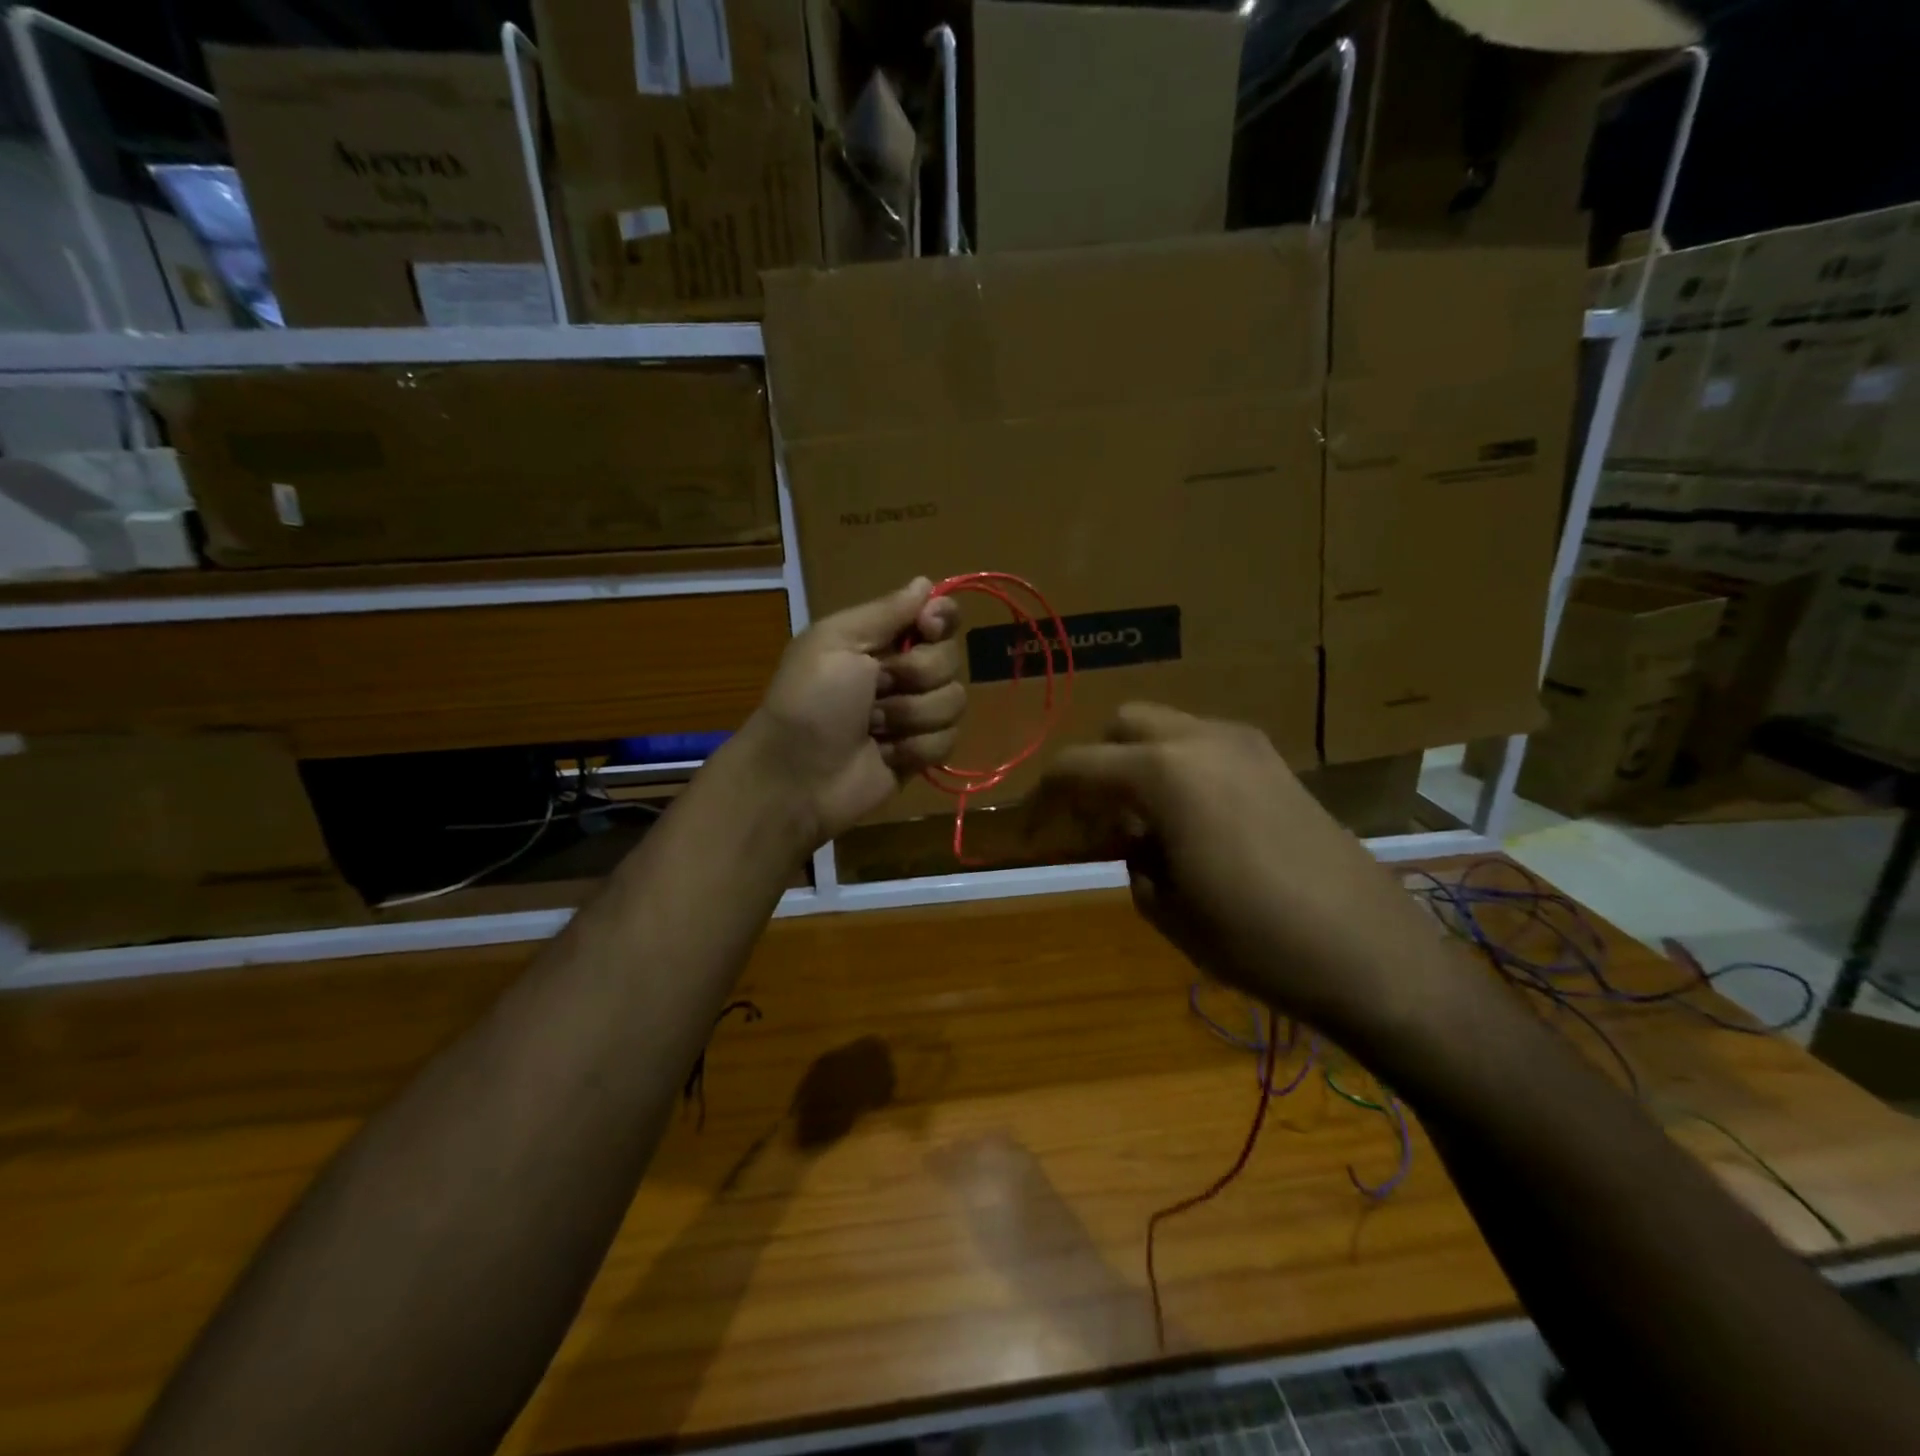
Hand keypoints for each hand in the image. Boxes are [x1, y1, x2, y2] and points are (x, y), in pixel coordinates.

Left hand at [734, 578, 964, 847]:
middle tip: (875, 689)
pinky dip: (915, 748)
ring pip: (954, 702)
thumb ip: (885, 611)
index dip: (941, 620)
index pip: (938, 616)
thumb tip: (925, 581)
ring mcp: (914, 716)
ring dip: (911, 716)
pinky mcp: (920, 754)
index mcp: (880, 640)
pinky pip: (948, 741)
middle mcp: (903, 673)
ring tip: (873, 728)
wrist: (796, 776)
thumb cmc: (810, 700)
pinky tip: (885, 754)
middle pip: (950, 659)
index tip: (926, 628)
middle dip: (915, 676)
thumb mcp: (836, 641)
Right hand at [1031, 704, 1455, 1040]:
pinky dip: (1180, 768)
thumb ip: (1133, 858)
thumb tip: (1134, 839)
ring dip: (1140, 763)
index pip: (1078, 766)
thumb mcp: (1167, 908)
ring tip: (1143, 821)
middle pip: (1123, 725)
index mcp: (1164, 774)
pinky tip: (1192, 821)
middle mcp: (1202, 741)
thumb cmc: (1255, 939)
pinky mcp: (1277, 764)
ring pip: (1167, 730)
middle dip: (1097, 765)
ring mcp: (1247, 746)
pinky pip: (1206, 747)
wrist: (1371, 952)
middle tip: (1094, 818)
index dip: (1043, 797)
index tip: (1030, 831)